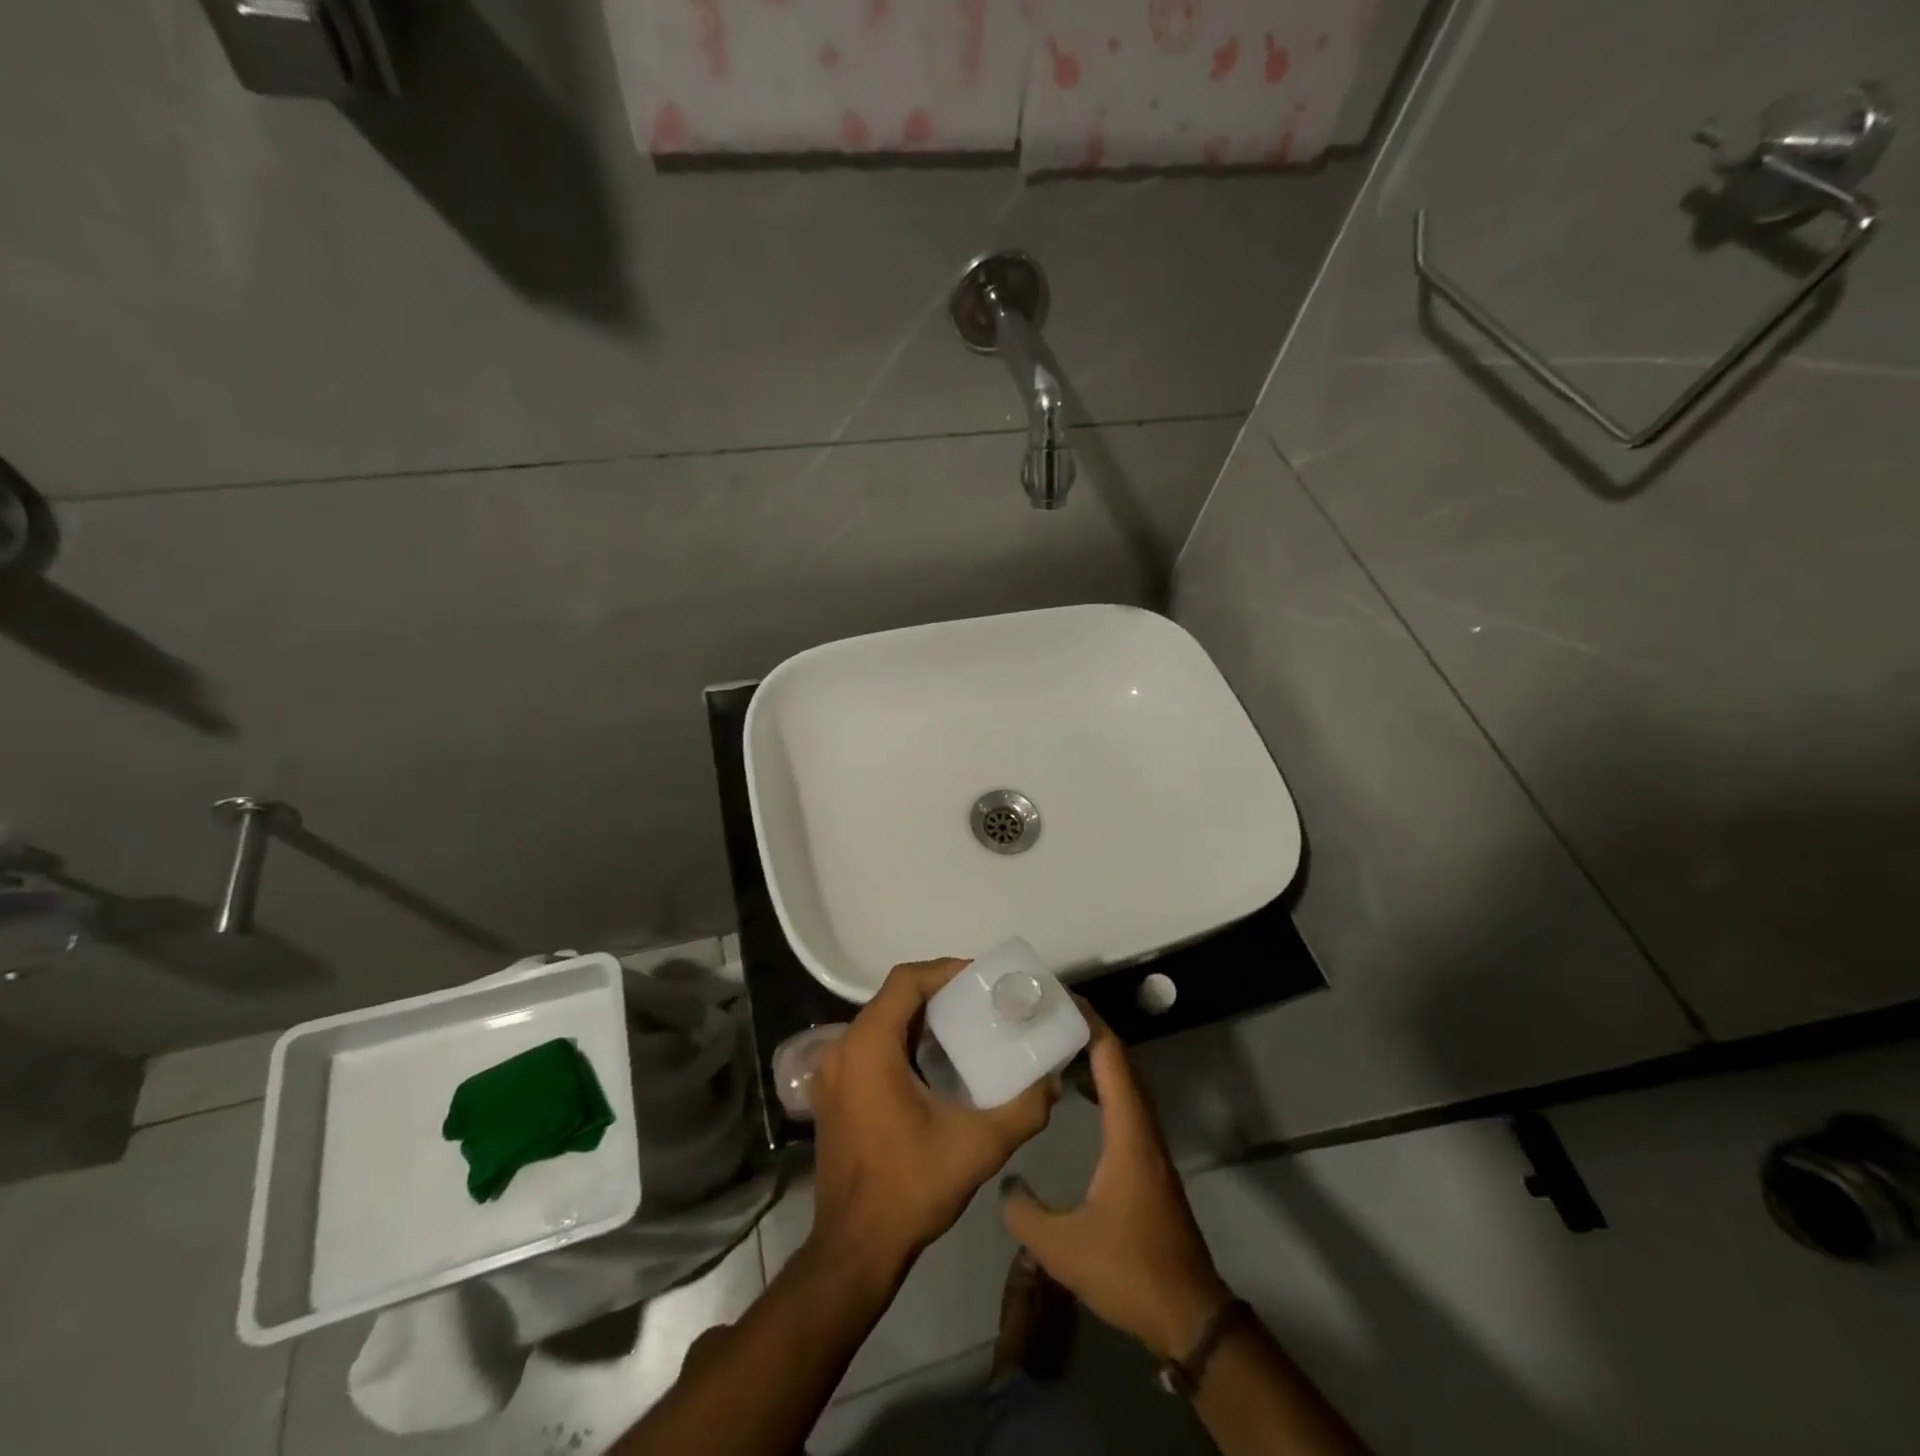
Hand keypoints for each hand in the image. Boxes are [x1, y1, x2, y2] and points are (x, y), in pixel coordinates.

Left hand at [809, 959, 1057, 1280]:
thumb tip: (1053, 1081)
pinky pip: (868, 1047)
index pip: (905, 981)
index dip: (944, 971)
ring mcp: (831, 1072)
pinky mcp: (832, 1095)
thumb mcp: (978, 1147)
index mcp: (869, 1047)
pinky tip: (933, 1063)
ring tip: (963, 1026)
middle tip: (979, 1001)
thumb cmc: (911, 1189)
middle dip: (936, 992)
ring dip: (918, 1018)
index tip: (981, 979)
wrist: (854, 1250)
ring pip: (879, 1022)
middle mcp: (843, 1048)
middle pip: (892, 998)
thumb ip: (1023, 1109)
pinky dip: (900, 1042)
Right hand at [1000, 1004, 1230, 1359]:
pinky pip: (1126, 1104)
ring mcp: (1150, 1145)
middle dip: (1088, 1031)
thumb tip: (1004, 1181)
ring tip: (1057, 1045)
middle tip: (1049, 1016)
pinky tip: (1078, 1093)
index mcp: (1128, 1133)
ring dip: (1096, 1058)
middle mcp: (1144, 1129)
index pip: (1112, 1058)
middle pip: (1121, 1062)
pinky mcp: (1149, 1162)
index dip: (1089, 1023)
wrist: (1187, 1315)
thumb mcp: (1063, 1247)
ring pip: (1126, 1083)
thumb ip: (1025, 1212)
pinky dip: (1103, 1084)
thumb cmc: (1128, 1270)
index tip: (1059, 1000)